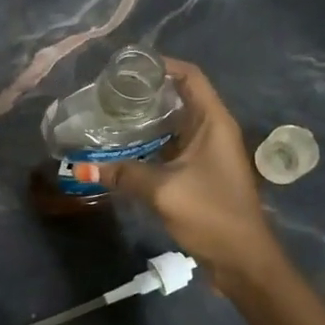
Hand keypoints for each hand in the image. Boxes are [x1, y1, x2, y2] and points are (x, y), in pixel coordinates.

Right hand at [99, 59, 281, 279]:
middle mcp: (213, 130)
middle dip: (147, 90)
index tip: (127, 66)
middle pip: (180, 96)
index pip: (190, 76)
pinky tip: (124, 147)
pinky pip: (172, 145)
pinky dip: (150, 141)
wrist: (242, 260)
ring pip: (174, 122)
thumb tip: (82, 167)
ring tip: (111, 114)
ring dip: (146, 118)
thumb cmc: (211, 214)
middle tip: (109, 91)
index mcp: (213, 122)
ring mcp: (208, 152)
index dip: (162, 64)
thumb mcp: (163, 191)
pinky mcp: (200, 171)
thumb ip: (124, 174)